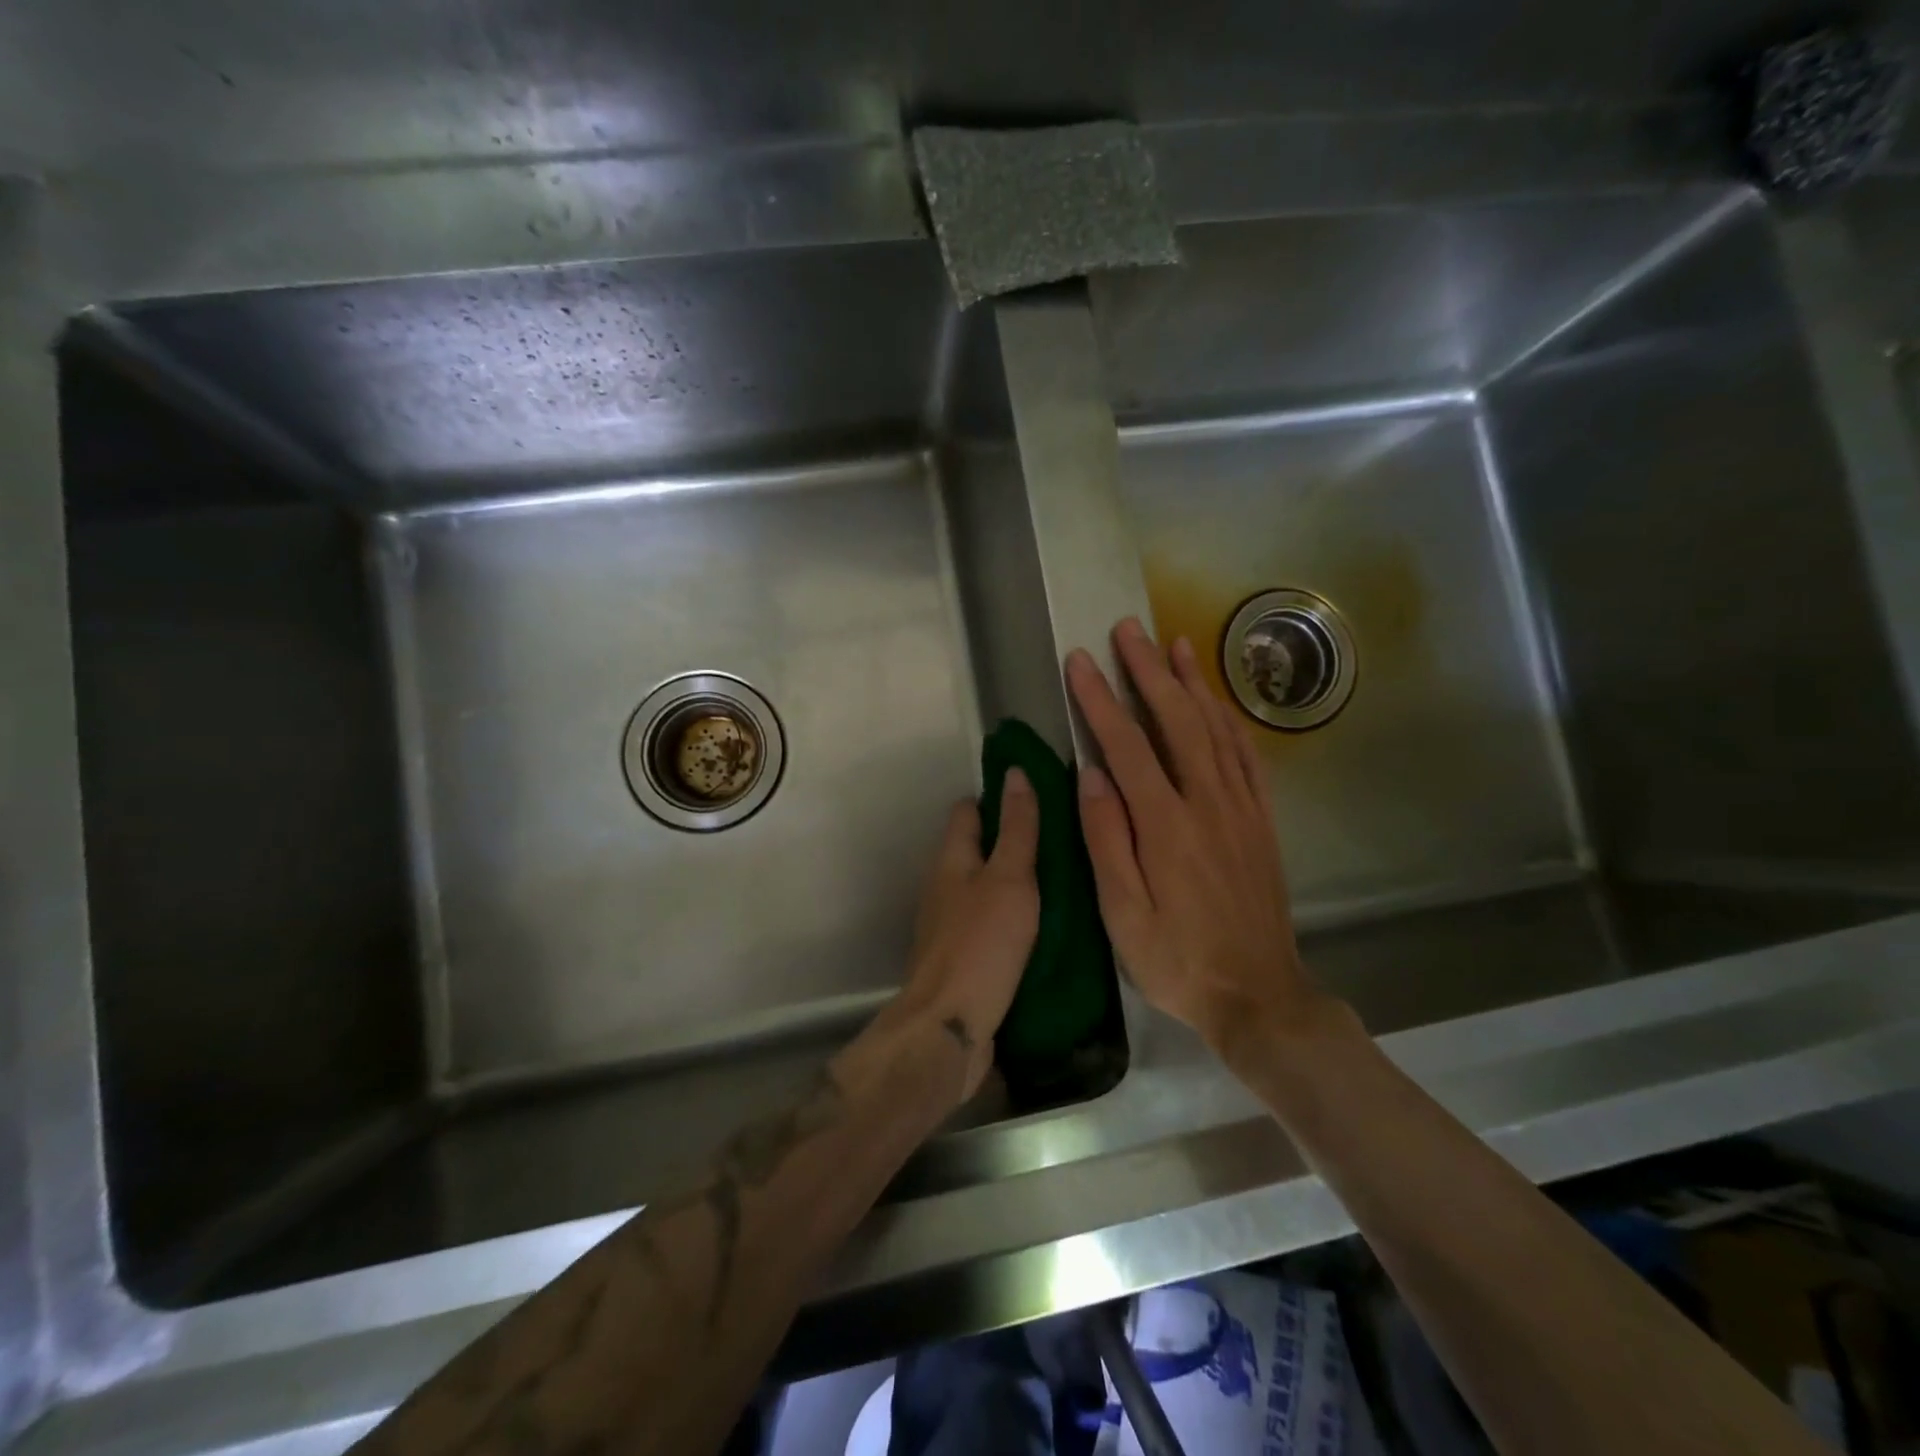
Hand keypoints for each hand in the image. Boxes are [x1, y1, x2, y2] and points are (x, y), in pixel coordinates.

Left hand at [866, 770, 1040, 1099]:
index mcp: (951, 860)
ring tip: (1062, 880)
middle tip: (1062, 839)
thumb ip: (1017, 829)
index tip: (1037, 792)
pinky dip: (1012, 917)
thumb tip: (1016, 772)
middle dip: (1011, 840)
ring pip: (984, 888)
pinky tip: (1043, 926)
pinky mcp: (962, 959)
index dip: (997, 797)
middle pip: (976, 849)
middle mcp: (944, 887)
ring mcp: (949, 925)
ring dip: (1014, 881)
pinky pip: (989, 923)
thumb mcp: (1009, 879)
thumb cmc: (981, 944)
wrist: (949, 1028)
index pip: (969, 811)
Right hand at [1065, 618, 1342, 1059]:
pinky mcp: (1261, 821)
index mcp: (1166, 827)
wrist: (1259, 995)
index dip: (1100, 699)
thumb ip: (1107, 840)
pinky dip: (1230, 720)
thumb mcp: (1123, 915)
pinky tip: (1217, 701)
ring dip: (1193, 683)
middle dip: (1148, 671)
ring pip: (1216, 729)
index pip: (1127, 746)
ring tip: (1175, 643)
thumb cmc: (1177, 960)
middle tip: (1128, 630)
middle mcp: (1207, 804)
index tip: (1079, 661)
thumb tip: (1090, 774)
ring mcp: (1241, 809)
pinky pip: (1247, 757)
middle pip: (1177, 721)